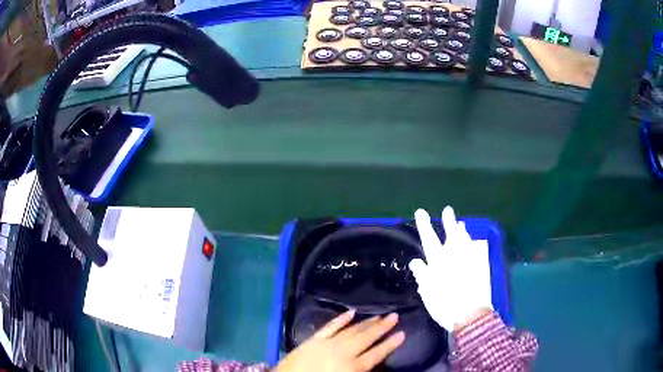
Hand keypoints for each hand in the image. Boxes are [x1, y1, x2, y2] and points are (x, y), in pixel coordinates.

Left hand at [274, 310, 404, 371]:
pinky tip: (351, 312)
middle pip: (366, 338)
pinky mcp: (314, 339)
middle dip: (382, 327)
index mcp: (353, 367)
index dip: (390, 344)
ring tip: (379, 316)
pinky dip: (341, 319)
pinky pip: (330, 326)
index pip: (377, 354)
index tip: (402, 334)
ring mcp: (328, 343)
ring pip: (351, 330)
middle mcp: (343, 352)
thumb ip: (361, 370)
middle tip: (394, 316)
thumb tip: (374, 361)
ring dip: (366, 323)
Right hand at [409, 206, 492, 331]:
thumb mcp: (427, 292)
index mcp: (438, 263)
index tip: (421, 212)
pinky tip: (472, 241)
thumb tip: (416, 261)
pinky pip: (475, 249)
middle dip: (448, 222)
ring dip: (461, 230)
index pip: (429, 239)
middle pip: (451, 235)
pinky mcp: (480, 266)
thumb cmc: (444, 305)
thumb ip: (422, 274)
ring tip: (460, 223)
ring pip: (465, 240)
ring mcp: (469, 260)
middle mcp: (454, 257)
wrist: (470, 314)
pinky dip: (472, 243)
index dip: (425, 225)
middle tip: (448, 209)